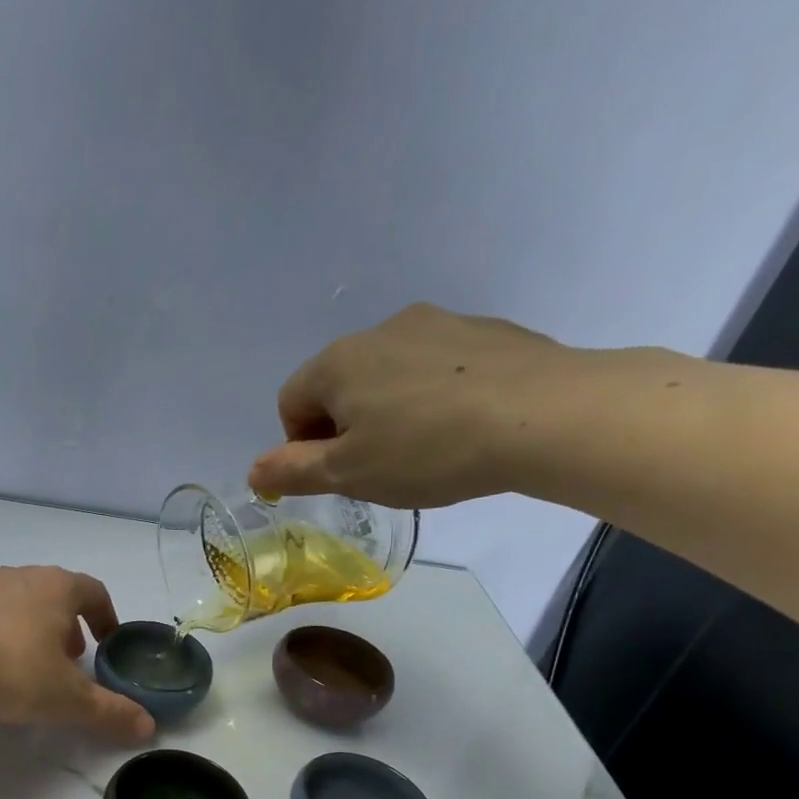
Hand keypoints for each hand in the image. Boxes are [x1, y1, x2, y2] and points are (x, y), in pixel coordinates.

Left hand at [0, 566, 154, 742]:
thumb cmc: (15, 676)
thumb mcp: (71, 700)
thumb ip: (112, 711)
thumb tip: (148, 727)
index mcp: (55, 588)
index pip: (93, 591)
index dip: (106, 616)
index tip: (107, 643)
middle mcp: (19, 576)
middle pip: (53, 591)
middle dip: (66, 621)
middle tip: (68, 657)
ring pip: (12, 596)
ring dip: (25, 620)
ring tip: (24, 656)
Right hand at [248, 303, 606, 508]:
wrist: (545, 416)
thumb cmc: (428, 450)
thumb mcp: (349, 474)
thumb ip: (293, 471)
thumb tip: (253, 471)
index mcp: (338, 363)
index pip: (291, 401)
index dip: (301, 444)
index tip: (338, 472)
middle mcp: (380, 330)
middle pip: (339, 384)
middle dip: (347, 425)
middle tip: (379, 466)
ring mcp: (436, 324)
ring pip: (390, 373)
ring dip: (391, 408)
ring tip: (428, 448)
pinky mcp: (485, 331)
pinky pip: (438, 367)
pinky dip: (436, 395)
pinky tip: (465, 425)